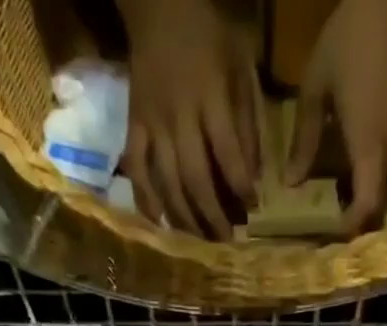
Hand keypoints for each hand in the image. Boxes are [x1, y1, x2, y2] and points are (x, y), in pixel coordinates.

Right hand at [118, 0, 260, 238]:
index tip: (253, 208)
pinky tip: (159, 222)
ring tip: (200, 241)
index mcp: (209, 96)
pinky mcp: (133, 126)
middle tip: (227, 241)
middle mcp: (178, 116)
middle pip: (195, 179)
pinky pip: (136, 170)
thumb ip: (247, 120)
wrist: (158, 5)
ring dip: (185, 218)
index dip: (241, 186)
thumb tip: (253, 176)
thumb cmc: (208, 35)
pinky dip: (146, 199)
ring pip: (167, 183)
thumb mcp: (239, 65)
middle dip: (213, 215)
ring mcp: (152, 124)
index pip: (227, 153)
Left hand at [285, 0, 386, 234]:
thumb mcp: (316, 88)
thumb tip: (291, 184)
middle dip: (356, 228)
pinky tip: (346, 185)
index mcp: (367, 147)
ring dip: (362, 207)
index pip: (366, 207)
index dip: (349, 230)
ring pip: (383, 192)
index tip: (326, 241)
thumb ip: (303, 140)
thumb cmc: (351, 39)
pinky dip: (368, 186)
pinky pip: (385, 172)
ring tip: (333, 217)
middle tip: (326, 238)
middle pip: (378, 208)